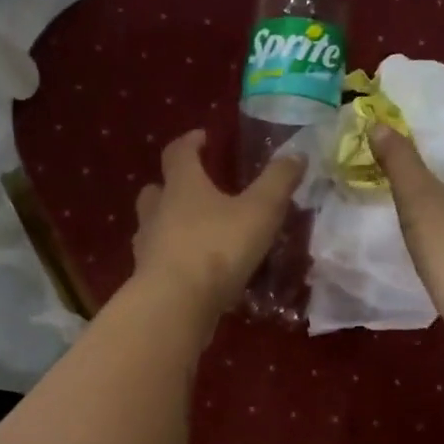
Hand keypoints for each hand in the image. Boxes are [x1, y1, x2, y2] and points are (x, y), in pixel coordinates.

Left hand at [131, 130, 304, 323]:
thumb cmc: (217, 248)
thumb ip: (278, 182)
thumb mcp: (260, 211)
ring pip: (152, 227)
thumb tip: (296, 154)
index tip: (202, 138)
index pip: (178, 153)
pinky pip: (159, 261)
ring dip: (169, 225)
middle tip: (195, 190)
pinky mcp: (147, 280)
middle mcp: (157, 211)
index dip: (190, 142)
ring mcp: (147, 247)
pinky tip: (194, 272)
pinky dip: (173, 260)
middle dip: (171, 186)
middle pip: (155, 190)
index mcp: (181, 186)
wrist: (175, 305)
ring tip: (196, 233)